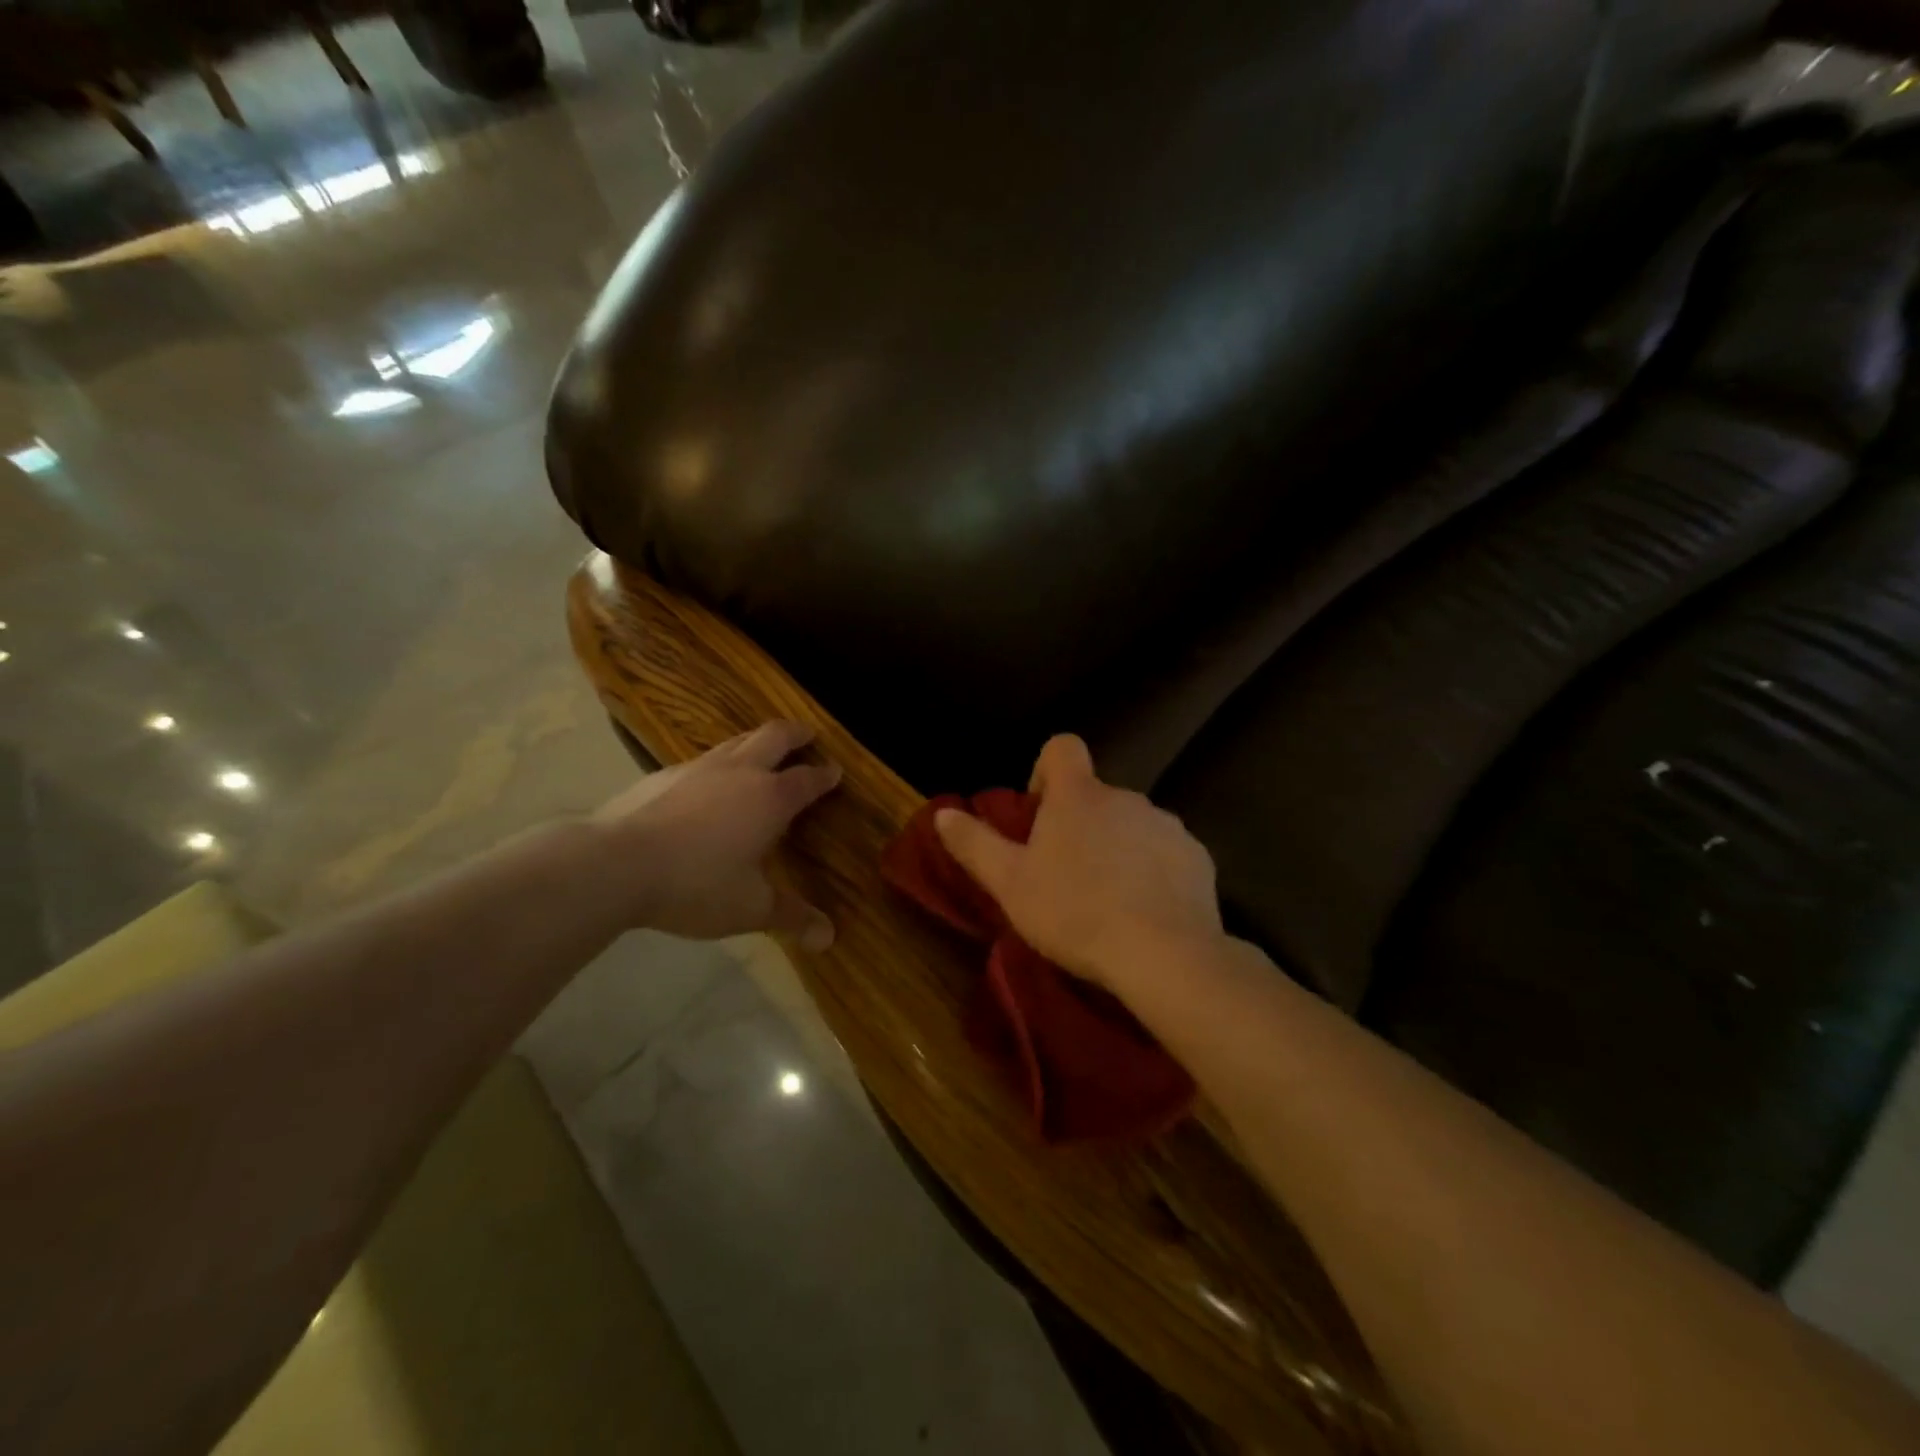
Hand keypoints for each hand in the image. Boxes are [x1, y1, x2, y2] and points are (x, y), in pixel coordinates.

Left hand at [589, 720, 841, 946]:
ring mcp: (698, 768)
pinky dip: (717, 764)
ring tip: (761, 751)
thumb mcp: (749, 908)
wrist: (615, 865)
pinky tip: (705, 786)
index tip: (836, 771)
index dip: (825, 775)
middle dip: (795, 734)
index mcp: (770, 799)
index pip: (807, 779)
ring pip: (736, 741)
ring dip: (756, 742)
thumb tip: (829, 938)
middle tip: (807, 734)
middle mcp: (739, 772)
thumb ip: (791, 917)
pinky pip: (701, 760)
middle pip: (774, 737)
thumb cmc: (696, 885)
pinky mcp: (662, 775)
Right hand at [933, 734, 1222, 986]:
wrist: (1162, 954)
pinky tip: (1145, 913)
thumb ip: (974, 843)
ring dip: (1116, 849)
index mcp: (1079, 795)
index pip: (1062, 748)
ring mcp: (1166, 826)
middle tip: (1064, 876)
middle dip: (1079, 825)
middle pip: (1095, 796)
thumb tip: (943, 813)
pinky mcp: (1197, 858)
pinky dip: (1152, 872)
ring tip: (1106, 901)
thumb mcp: (1009, 883)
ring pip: (1131, 826)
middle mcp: (1126, 797)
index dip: (1045, 771)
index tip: (1039, 814)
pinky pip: (1165, 854)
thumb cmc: (1074, 912)